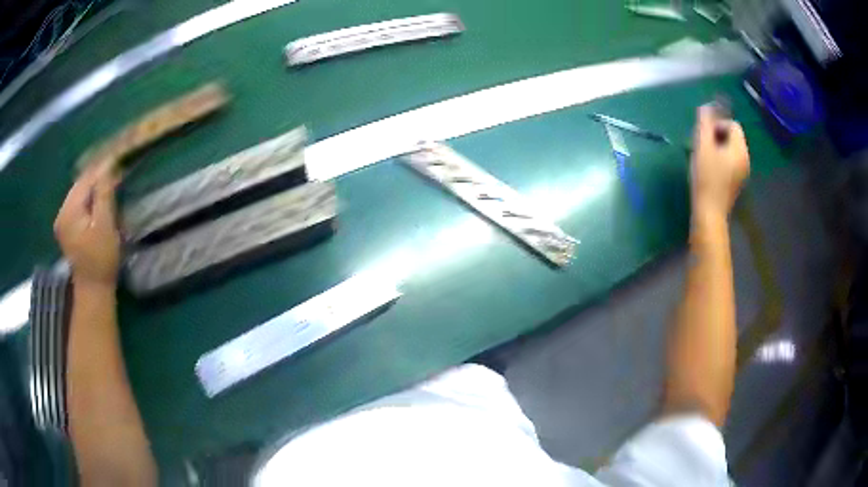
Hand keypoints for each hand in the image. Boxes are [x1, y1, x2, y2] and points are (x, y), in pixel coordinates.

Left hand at [54, 164, 120, 286]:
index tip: (119, 160)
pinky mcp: (66, 226)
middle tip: (117, 171)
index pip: (86, 180)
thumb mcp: (105, 225)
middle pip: (81, 184)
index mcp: (69, 211)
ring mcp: (62, 220)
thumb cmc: (101, 259)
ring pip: (79, 192)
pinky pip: (78, 203)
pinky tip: (99, 197)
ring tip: (110, 182)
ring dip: (94, 186)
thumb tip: (108, 165)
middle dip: (98, 176)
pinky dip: (89, 197)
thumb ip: (103, 194)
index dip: (103, 169)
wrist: (93, 289)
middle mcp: (62, 212)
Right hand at [691, 105, 749, 219]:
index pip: (733, 125)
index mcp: (740, 150)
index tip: (705, 137)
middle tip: (702, 146)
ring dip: (717, 147)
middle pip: (733, 137)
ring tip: (704, 157)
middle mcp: (745, 160)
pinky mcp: (737, 183)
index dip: (718, 125)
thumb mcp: (702, 147)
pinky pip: (731, 162)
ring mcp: (743, 173)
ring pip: (731, 149)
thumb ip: (704, 123)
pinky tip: (710, 170)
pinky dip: (721, 160)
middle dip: (717, 136)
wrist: (709, 214)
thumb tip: (706, 106)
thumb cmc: (706, 179)